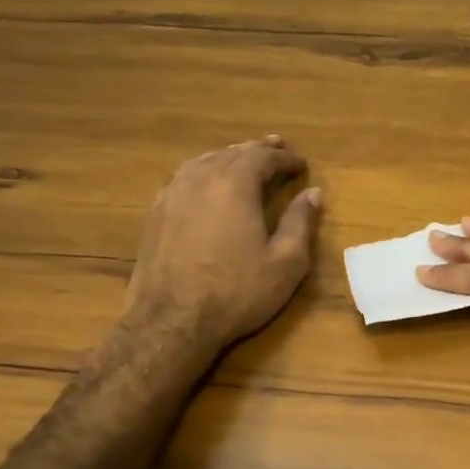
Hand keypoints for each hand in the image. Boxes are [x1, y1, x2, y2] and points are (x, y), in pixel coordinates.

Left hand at [123, 136, 321, 353]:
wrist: (172, 321)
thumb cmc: (236, 292)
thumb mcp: (285, 262)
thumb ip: (301, 223)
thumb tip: (313, 194)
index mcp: (235, 184)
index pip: (263, 157)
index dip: (286, 158)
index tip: (302, 164)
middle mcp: (201, 179)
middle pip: (233, 152)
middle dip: (258, 149)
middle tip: (277, 147)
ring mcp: (173, 194)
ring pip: (205, 161)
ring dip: (229, 156)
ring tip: (244, 157)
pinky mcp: (156, 213)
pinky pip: (184, 177)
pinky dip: (204, 171)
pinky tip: (207, 182)